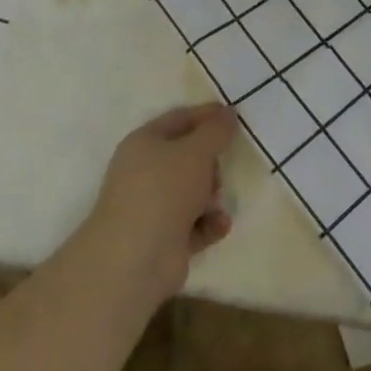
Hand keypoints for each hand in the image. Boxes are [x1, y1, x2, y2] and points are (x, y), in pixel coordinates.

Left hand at [80, 103, 237, 303]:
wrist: (137, 257)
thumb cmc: (164, 190)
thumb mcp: (195, 152)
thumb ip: (216, 131)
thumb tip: (228, 113)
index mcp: (144, 143)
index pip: (178, 119)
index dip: (206, 115)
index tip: (233, 116)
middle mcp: (145, 172)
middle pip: (187, 157)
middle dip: (210, 163)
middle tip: (220, 169)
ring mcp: (153, 207)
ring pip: (192, 192)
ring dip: (211, 196)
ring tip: (215, 204)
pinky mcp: (164, 238)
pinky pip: (195, 223)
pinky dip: (209, 223)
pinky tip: (220, 226)